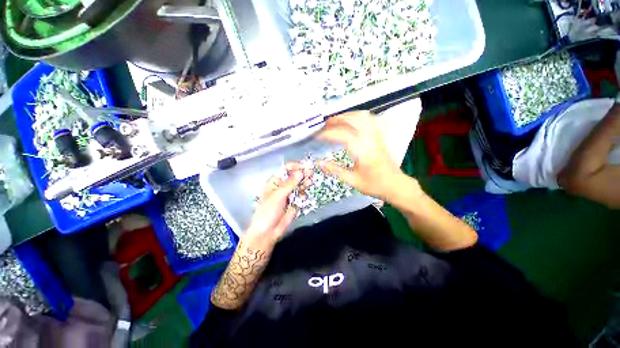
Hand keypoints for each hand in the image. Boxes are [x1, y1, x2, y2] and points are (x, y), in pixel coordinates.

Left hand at [244, 162, 312, 247]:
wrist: (268, 232)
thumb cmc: (268, 211)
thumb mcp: (278, 196)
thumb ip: (290, 184)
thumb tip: (301, 172)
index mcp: (275, 181)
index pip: (286, 169)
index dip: (296, 166)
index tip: (305, 166)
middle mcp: (283, 185)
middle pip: (295, 176)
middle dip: (303, 173)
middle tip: (311, 172)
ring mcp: (290, 193)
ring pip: (299, 184)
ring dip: (305, 181)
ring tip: (311, 180)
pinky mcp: (295, 201)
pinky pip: (302, 193)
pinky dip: (305, 190)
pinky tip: (308, 188)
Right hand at [317, 111, 408, 199]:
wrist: (396, 185)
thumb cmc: (375, 185)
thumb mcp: (352, 181)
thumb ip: (335, 170)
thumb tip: (319, 162)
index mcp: (364, 153)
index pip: (343, 136)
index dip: (328, 134)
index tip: (318, 136)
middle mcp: (371, 141)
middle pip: (353, 121)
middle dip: (337, 120)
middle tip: (324, 125)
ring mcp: (378, 136)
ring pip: (362, 117)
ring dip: (347, 116)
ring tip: (336, 120)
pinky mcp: (381, 136)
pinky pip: (371, 119)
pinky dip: (359, 116)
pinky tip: (352, 119)